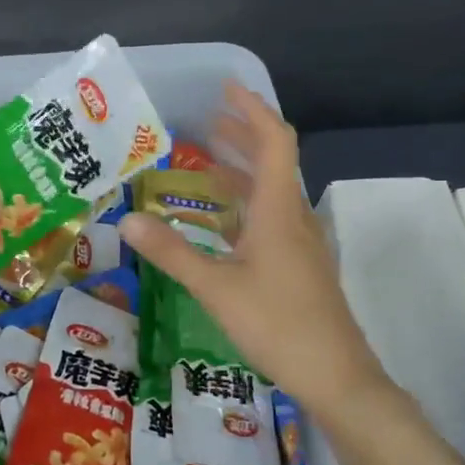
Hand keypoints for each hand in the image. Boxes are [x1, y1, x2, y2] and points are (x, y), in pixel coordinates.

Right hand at [117, 83, 387, 410]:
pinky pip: (271, 219)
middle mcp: (294, 218)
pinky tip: (220, 222)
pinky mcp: (299, 267)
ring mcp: (300, 244)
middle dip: (243, 136)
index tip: (227, 89)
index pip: (274, 142)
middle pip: (274, 162)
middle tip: (207, 120)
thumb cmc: (277, 325)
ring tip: (207, 161)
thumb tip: (128, 221)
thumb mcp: (216, 288)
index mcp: (280, 211)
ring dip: (243, 171)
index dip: (253, 110)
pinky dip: (245, 205)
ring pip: (272, 193)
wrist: (336, 375)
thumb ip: (172, 253)